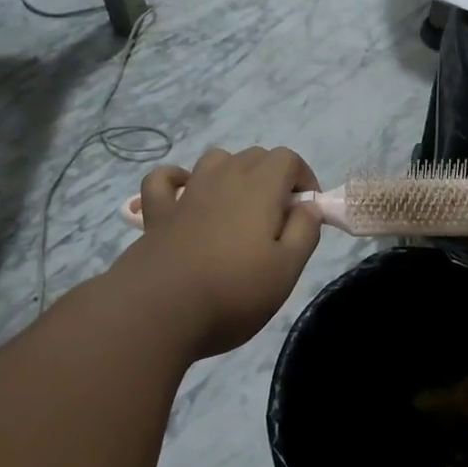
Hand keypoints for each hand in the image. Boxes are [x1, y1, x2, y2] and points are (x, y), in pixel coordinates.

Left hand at [116, 147, 321, 358]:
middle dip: (273, 177)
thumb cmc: (234, 292)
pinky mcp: (158, 213)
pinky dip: (178, 180)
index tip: (307, 211)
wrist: (161, 310)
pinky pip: (164, 179)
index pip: (288, 158)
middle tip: (278, 219)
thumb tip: (309, 206)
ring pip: (215, 160)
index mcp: (260, 189)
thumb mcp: (287, 269)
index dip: (304, 178)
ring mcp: (187, 193)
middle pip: (254, 156)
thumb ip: (304, 232)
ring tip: (239, 207)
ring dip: (233, 173)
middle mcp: (223, 179)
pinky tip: (185, 196)